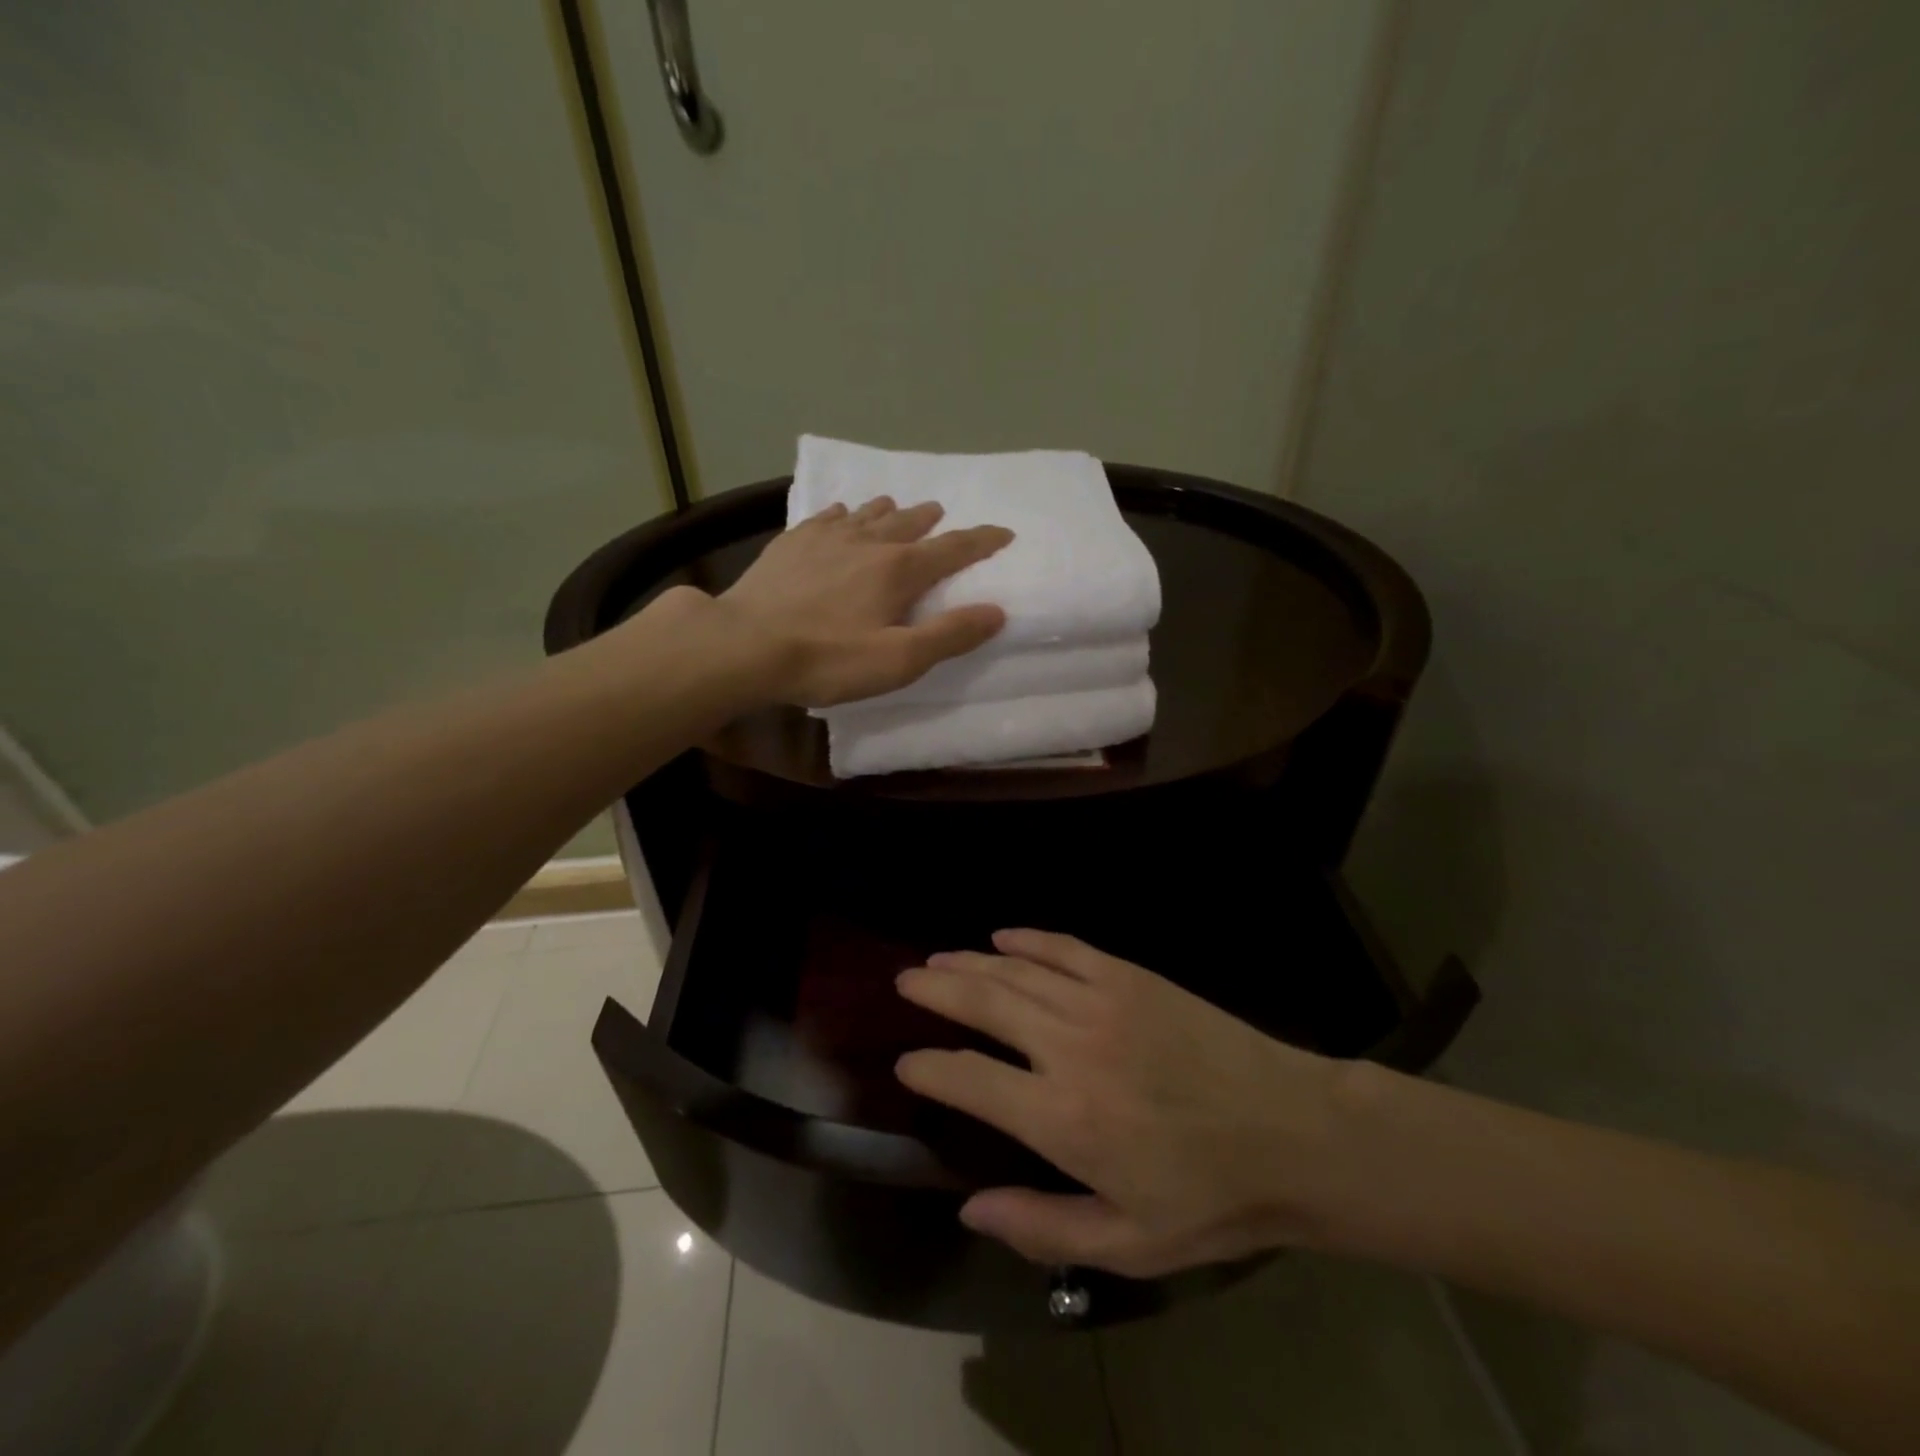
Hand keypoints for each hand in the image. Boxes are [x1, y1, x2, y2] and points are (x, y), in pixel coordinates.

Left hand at [703, 497, 1012, 707]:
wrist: (744, 645)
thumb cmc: (828, 659)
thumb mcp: (899, 660)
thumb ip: (949, 635)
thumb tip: (996, 611)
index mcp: (899, 570)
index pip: (953, 549)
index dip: (982, 541)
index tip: (1004, 532)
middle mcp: (867, 542)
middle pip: (909, 522)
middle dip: (931, 520)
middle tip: (941, 516)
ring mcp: (825, 537)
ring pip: (867, 513)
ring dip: (889, 511)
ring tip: (897, 508)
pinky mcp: (791, 543)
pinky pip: (826, 517)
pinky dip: (843, 514)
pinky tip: (840, 516)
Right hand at [895, 930, 1350, 1277]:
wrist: (1292, 1132)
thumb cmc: (1210, 1198)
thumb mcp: (1128, 1244)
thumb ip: (1041, 1227)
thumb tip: (968, 1207)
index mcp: (1062, 1117)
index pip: (968, 1078)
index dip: (928, 1067)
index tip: (905, 1063)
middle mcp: (1069, 1047)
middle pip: (983, 1003)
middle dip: (936, 989)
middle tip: (906, 980)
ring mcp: (1100, 1001)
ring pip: (1017, 970)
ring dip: (971, 961)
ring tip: (939, 959)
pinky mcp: (1130, 976)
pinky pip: (1064, 947)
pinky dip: (1028, 939)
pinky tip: (1004, 935)